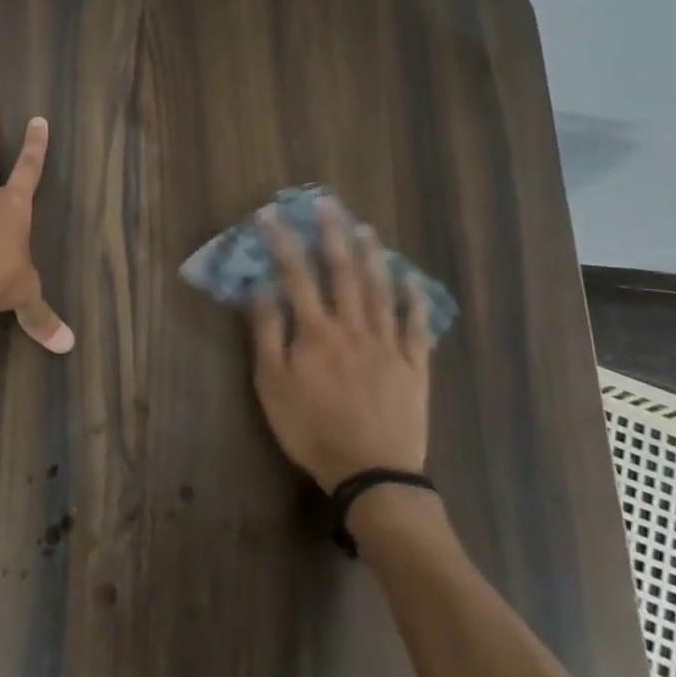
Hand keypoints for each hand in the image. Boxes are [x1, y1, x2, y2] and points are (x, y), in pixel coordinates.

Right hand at [247, 198, 432, 491]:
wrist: (372, 473)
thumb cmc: (311, 429)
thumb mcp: (272, 385)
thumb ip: (267, 334)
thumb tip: (260, 289)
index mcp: (316, 332)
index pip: (296, 276)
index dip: (284, 242)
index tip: (272, 214)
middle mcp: (353, 327)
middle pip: (343, 273)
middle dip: (333, 235)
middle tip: (328, 203)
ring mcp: (388, 344)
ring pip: (380, 291)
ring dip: (372, 257)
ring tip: (365, 228)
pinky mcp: (414, 366)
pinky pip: (416, 326)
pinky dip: (414, 300)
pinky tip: (412, 280)